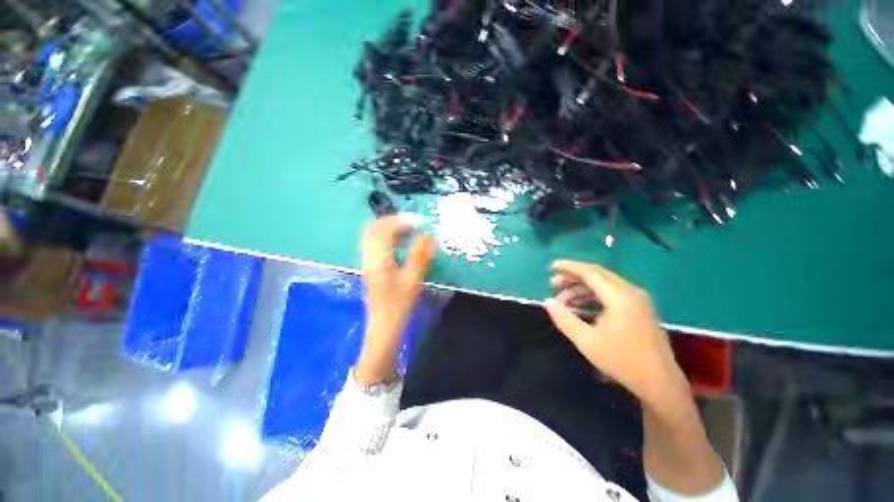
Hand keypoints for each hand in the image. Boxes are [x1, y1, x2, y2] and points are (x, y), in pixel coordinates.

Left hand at [356, 215, 435, 385]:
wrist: (384, 326)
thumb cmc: (399, 305)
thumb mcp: (413, 280)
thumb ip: (420, 256)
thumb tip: (429, 235)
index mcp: (378, 259)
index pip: (384, 229)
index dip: (400, 222)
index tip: (418, 223)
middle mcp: (368, 257)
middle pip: (374, 228)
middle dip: (392, 221)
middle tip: (412, 224)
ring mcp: (366, 262)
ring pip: (372, 235)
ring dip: (388, 228)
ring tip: (407, 230)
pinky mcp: (369, 267)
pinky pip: (373, 244)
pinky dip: (385, 237)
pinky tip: (398, 243)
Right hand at [543, 260, 687, 406]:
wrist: (659, 382)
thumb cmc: (621, 360)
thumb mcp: (586, 340)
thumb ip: (564, 319)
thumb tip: (548, 302)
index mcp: (619, 296)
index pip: (590, 272)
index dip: (569, 268)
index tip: (551, 267)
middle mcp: (631, 292)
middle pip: (597, 275)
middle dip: (573, 277)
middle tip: (553, 284)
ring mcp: (638, 300)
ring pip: (604, 285)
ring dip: (582, 289)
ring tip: (563, 300)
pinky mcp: (639, 309)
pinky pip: (612, 294)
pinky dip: (593, 296)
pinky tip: (581, 307)